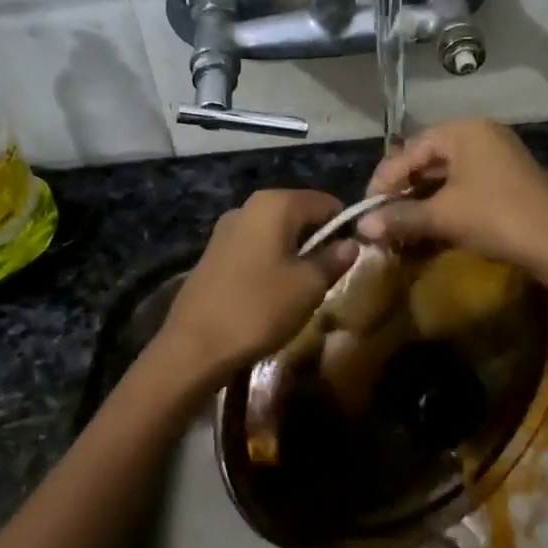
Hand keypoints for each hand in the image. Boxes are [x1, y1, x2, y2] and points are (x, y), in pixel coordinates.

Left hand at [157, 189, 358, 381]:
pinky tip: (272, 292)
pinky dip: (270, 262)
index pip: (326, 202)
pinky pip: (254, 248)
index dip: (344, 226)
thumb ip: (334, 259)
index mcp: (275, 204)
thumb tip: (351, 243)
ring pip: (275, 232)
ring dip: (294, 253)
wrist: (195, 346)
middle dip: (318, 239)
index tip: (353, 255)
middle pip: (298, 214)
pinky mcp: (212, 253)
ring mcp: (226, 229)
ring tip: (302, 287)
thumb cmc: (260, 308)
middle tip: (329, 274)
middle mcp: (248, 206)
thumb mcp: (309, 286)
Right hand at [361, 119, 547, 277]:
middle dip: (402, 192)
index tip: (366, 209)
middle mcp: (480, 135)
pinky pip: (465, 187)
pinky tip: (431, 228)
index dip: (384, 180)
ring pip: (446, 176)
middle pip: (427, 160)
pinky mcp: (508, 181)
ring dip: (422, 202)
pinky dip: (445, 206)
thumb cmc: (496, 217)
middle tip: (381, 218)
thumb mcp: (443, 216)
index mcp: (463, 131)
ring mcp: (498, 157)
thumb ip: (400, 217)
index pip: (409, 150)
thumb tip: (361, 228)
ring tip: (401, 226)